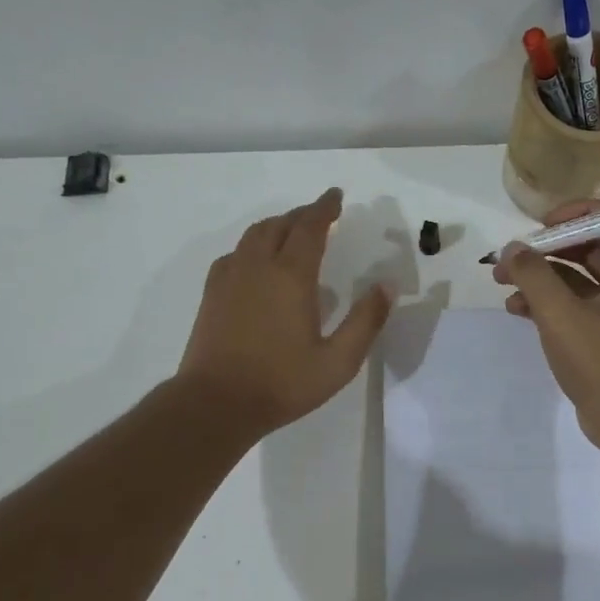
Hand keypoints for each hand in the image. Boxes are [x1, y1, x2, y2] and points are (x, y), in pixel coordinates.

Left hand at [178, 188, 393, 439]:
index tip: (336, 196)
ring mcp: (230, 279)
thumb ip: (366, 320)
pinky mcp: (212, 295)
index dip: (325, 208)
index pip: (310, 227)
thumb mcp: (338, 361)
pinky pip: (235, 254)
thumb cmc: (282, 383)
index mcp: (291, 276)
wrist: (215, 404)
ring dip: (277, 226)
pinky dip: (253, 246)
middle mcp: (258, 267)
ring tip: (293, 232)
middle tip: (321, 214)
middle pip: (280, 224)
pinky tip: (258, 263)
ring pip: (254, 235)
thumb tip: (387, 285)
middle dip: (302, 214)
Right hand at [492, 199, 599, 455]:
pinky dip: (547, 302)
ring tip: (501, 284)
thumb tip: (513, 248)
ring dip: (540, 277)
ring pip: (577, 276)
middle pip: (588, 245)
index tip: (539, 225)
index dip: (574, 214)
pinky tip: (516, 311)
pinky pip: (575, 303)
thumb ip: (533, 275)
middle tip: (509, 258)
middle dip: (546, 249)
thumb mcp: (560, 315)